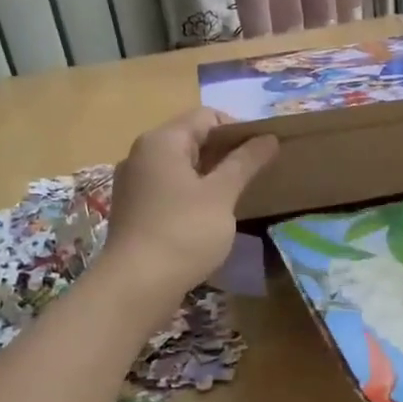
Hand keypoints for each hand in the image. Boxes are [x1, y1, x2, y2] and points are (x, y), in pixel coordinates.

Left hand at [100, 108, 277, 305]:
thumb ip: (245, 162)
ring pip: (180, 166)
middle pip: (191, 138)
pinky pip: (168, 189)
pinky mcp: (133, 209)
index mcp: (162, 141)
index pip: (207, 116)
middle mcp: (142, 154)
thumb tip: (269, 137)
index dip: (239, 130)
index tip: (263, 154)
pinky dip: (192, 193)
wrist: (137, 284)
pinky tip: (209, 216)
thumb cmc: (184, 231)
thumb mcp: (222, 194)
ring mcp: (134, 183)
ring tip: (236, 195)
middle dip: (225, 152)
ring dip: (210, 174)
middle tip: (255, 174)